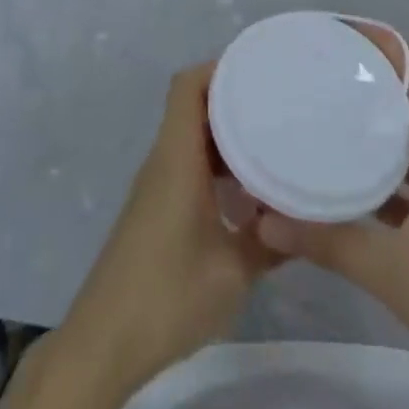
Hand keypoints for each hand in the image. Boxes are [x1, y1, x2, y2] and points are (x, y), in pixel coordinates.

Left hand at [55, 64, 279, 399]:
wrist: (105, 341)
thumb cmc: (167, 297)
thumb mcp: (234, 271)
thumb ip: (272, 242)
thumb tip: (303, 221)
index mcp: (175, 160)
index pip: (186, 87)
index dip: (218, 68)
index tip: (261, 71)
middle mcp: (162, 161)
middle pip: (192, 108)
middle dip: (234, 101)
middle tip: (282, 107)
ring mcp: (156, 186)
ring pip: (191, 140)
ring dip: (227, 138)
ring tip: (276, 144)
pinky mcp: (156, 209)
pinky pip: (188, 167)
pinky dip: (217, 167)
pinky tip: (251, 195)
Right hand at [255, 33, 408, 408]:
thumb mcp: (393, 273)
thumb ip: (328, 243)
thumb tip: (265, 219)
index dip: (388, 48)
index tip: (343, 35)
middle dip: (370, 83)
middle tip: (319, 74)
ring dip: (374, 129)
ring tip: (325, 117)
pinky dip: (380, 177)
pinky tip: (347, 186)